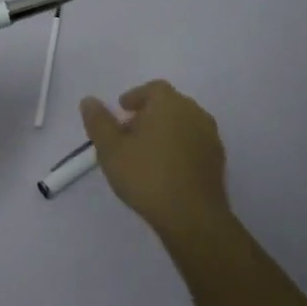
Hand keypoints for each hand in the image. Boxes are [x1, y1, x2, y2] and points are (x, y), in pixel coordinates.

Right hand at [81, 80, 229, 239]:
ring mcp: (210, 136)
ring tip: (146, 153)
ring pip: (183, 124)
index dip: (136, 97)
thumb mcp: (110, 149)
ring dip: (165, 131)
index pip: (153, 89)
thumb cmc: (146, 176)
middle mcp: (194, 112)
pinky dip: (179, 148)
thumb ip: (98, 122)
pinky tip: (166, 168)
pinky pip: (194, 143)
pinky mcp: (218, 160)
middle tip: (129, 133)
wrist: (192, 216)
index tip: (122, 111)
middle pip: (169, 104)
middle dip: (149, 114)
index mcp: (169, 103)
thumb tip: (88, 101)